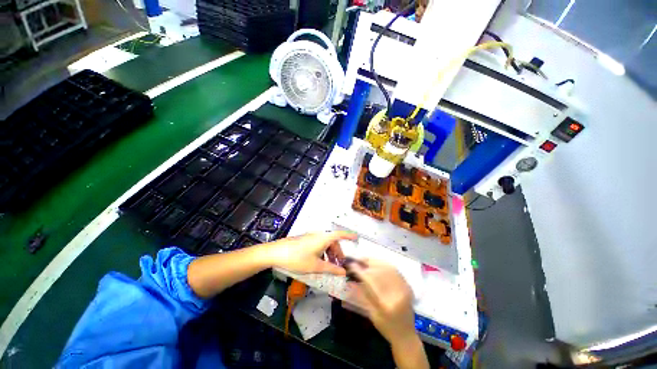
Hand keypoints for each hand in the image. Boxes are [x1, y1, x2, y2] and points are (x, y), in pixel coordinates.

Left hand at [265, 231, 356, 275]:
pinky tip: (319, 262)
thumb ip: (331, 268)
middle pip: (332, 241)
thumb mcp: (315, 266)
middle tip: (339, 265)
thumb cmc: (298, 258)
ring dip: (330, 253)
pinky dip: (322, 252)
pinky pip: (318, 244)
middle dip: (338, 252)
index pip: (340, 235)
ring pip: (325, 244)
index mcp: (323, 238)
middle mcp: (318, 235)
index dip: (349, 236)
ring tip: (330, 266)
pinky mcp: (305, 239)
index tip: (356, 238)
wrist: (277, 252)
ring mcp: (311, 236)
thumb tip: (343, 272)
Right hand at [347, 259, 416, 346]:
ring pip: (388, 267)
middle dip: (367, 262)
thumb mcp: (371, 314)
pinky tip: (376, 264)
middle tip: (357, 260)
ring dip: (375, 261)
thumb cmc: (386, 328)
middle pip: (380, 270)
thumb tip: (350, 281)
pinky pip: (395, 270)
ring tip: (365, 260)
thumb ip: (361, 296)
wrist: (406, 335)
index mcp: (386, 304)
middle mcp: (397, 293)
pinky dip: (384, 264)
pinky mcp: (407, 286)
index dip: (360, 271)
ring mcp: (404, 288)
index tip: (351, 265)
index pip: (370, 281)